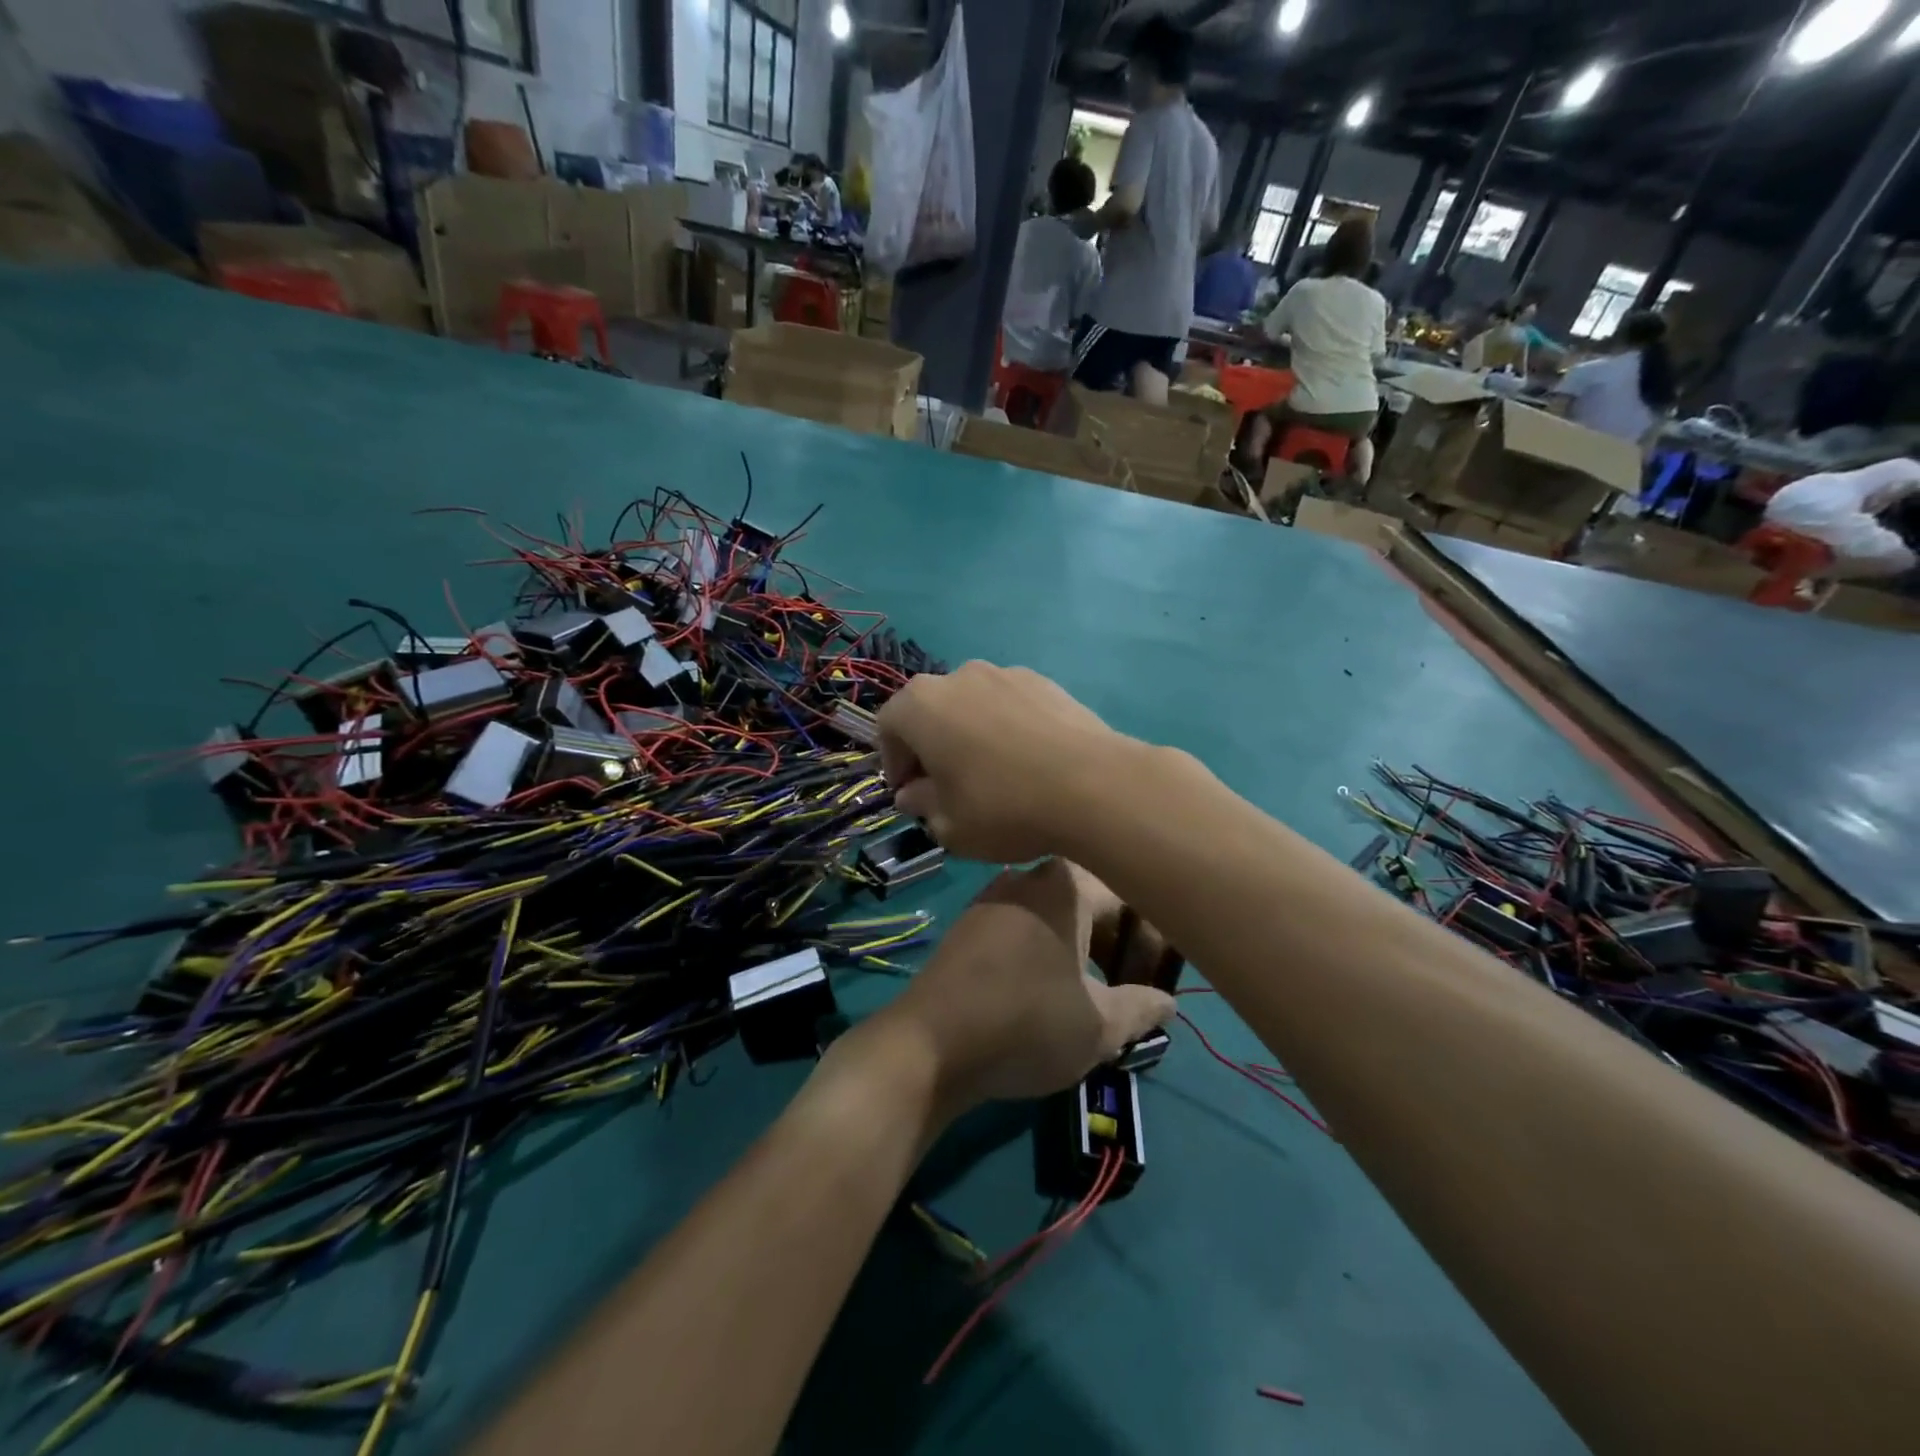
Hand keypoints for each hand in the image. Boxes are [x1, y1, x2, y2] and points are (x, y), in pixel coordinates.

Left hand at [868, 859, 1174, 1115]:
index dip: (1152, 939)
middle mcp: (1027, 875)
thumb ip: (1142, 1008)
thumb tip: (1167, 1000)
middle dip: (1115, 941)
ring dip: (1078, 945)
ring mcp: (990, 897)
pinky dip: (1043, 948)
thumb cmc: (1026, 1024)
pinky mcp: (967, 924)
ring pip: (1053, 911)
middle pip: (1089, 899)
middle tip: (1129, 984)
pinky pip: (1021, 925)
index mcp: (1066, 885)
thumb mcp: (1100, 1026)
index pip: (1130, 896)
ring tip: (1091, 989)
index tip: (1158, 978)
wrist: (930, 1044)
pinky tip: (1044, 987)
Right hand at [875, 662, 1136, 862]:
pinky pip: (1009, 704)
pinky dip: (1006, 727)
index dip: (893, 763)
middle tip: (945, 785)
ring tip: (991, 772)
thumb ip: (921, 805)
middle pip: (930, 710)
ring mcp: (1005, 673)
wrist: (1093, 785)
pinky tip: (1027, 761)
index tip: (910, 794)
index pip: (888, 727)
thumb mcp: (948, 824)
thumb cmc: (1003, 807)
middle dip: (930, 746)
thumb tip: (913, 794)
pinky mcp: (1045, 681)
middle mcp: (958, 676)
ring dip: (969, 733)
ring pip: (972, 705)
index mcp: (921, 704)